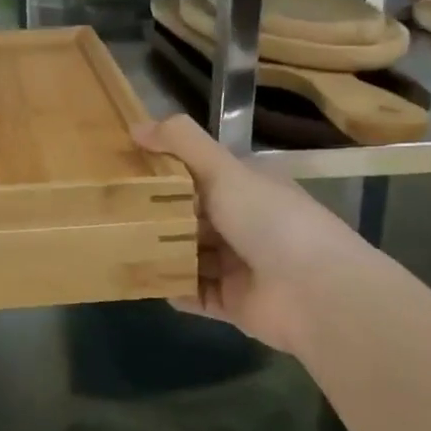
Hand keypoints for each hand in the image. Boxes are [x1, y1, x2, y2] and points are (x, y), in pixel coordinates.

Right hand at [133, 114, 366, 352]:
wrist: (316, 293)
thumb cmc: (270, 220)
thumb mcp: (223, 169)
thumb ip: (181, 142)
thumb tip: (134, 126)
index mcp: (249, 188)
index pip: (202, 173)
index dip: (167, 170)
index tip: (127, 168)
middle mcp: (246, 224)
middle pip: (192, 216)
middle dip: (158, 213)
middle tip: (113, 208)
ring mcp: (240, 266)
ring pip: (190, 254)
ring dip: (161, 251)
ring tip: (118, 243)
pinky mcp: (234, 303)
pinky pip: (194, 293)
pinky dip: (172, 287)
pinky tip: (143, 279)